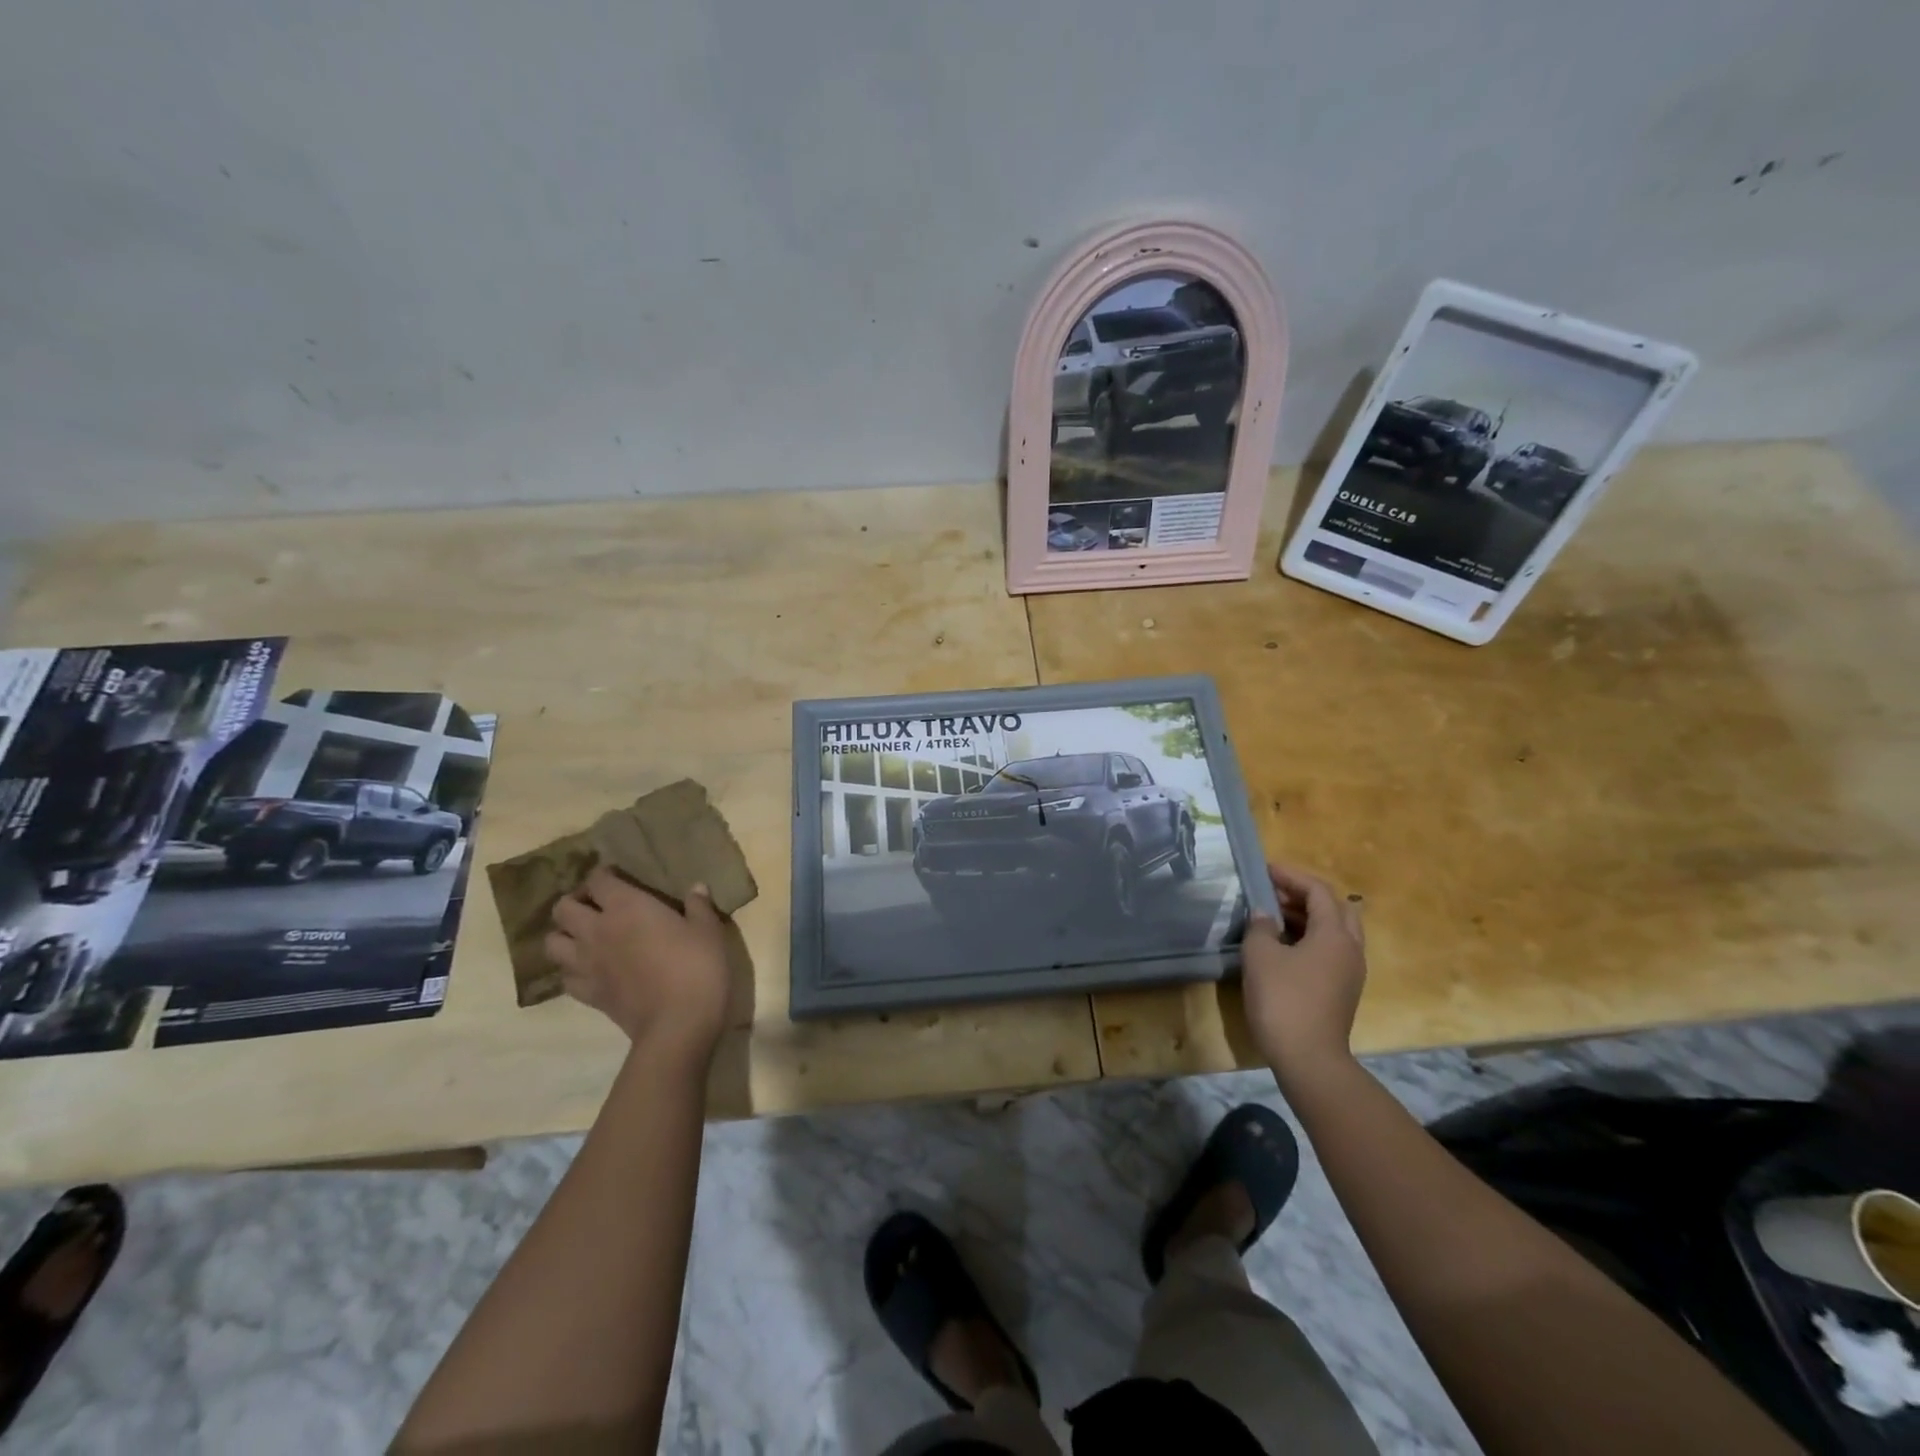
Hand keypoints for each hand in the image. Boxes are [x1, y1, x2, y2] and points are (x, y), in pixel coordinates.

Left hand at [546, 865, 732, 1064]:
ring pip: (552, 943)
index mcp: (626, 906)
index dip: (604, 874)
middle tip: (597, 906)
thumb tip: (696, 888)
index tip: (618, 876)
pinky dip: (572, 970)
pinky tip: (591, 969)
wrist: (678, 1023)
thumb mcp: (708, 930)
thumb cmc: (697, 967)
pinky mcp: (588, 994)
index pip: (598, 879)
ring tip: (586, 936)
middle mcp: (597, 930)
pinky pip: (565, 977)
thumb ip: (698, 906)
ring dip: (565, 935)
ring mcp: (587, 965)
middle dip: (575, 902)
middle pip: (563, 908)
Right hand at [1241, 862, 1366, 1088]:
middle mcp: (1350, 949)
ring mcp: (1350, 972)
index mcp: (1335, 934)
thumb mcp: (1260, 956)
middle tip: (1274, 893)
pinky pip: (1330, 951)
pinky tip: (1282, 946)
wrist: (1308, 1059)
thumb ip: (1260, 926)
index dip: (1292, 876)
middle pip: (1336, 908)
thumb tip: (1263, 914)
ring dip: (1307, 917)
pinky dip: (1309, 938)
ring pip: (1335, 931)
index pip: (1318, 891)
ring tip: (1273, 916)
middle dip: (1305, 895)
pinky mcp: (1342, 991)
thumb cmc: (1283, 999)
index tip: (1265, 869)